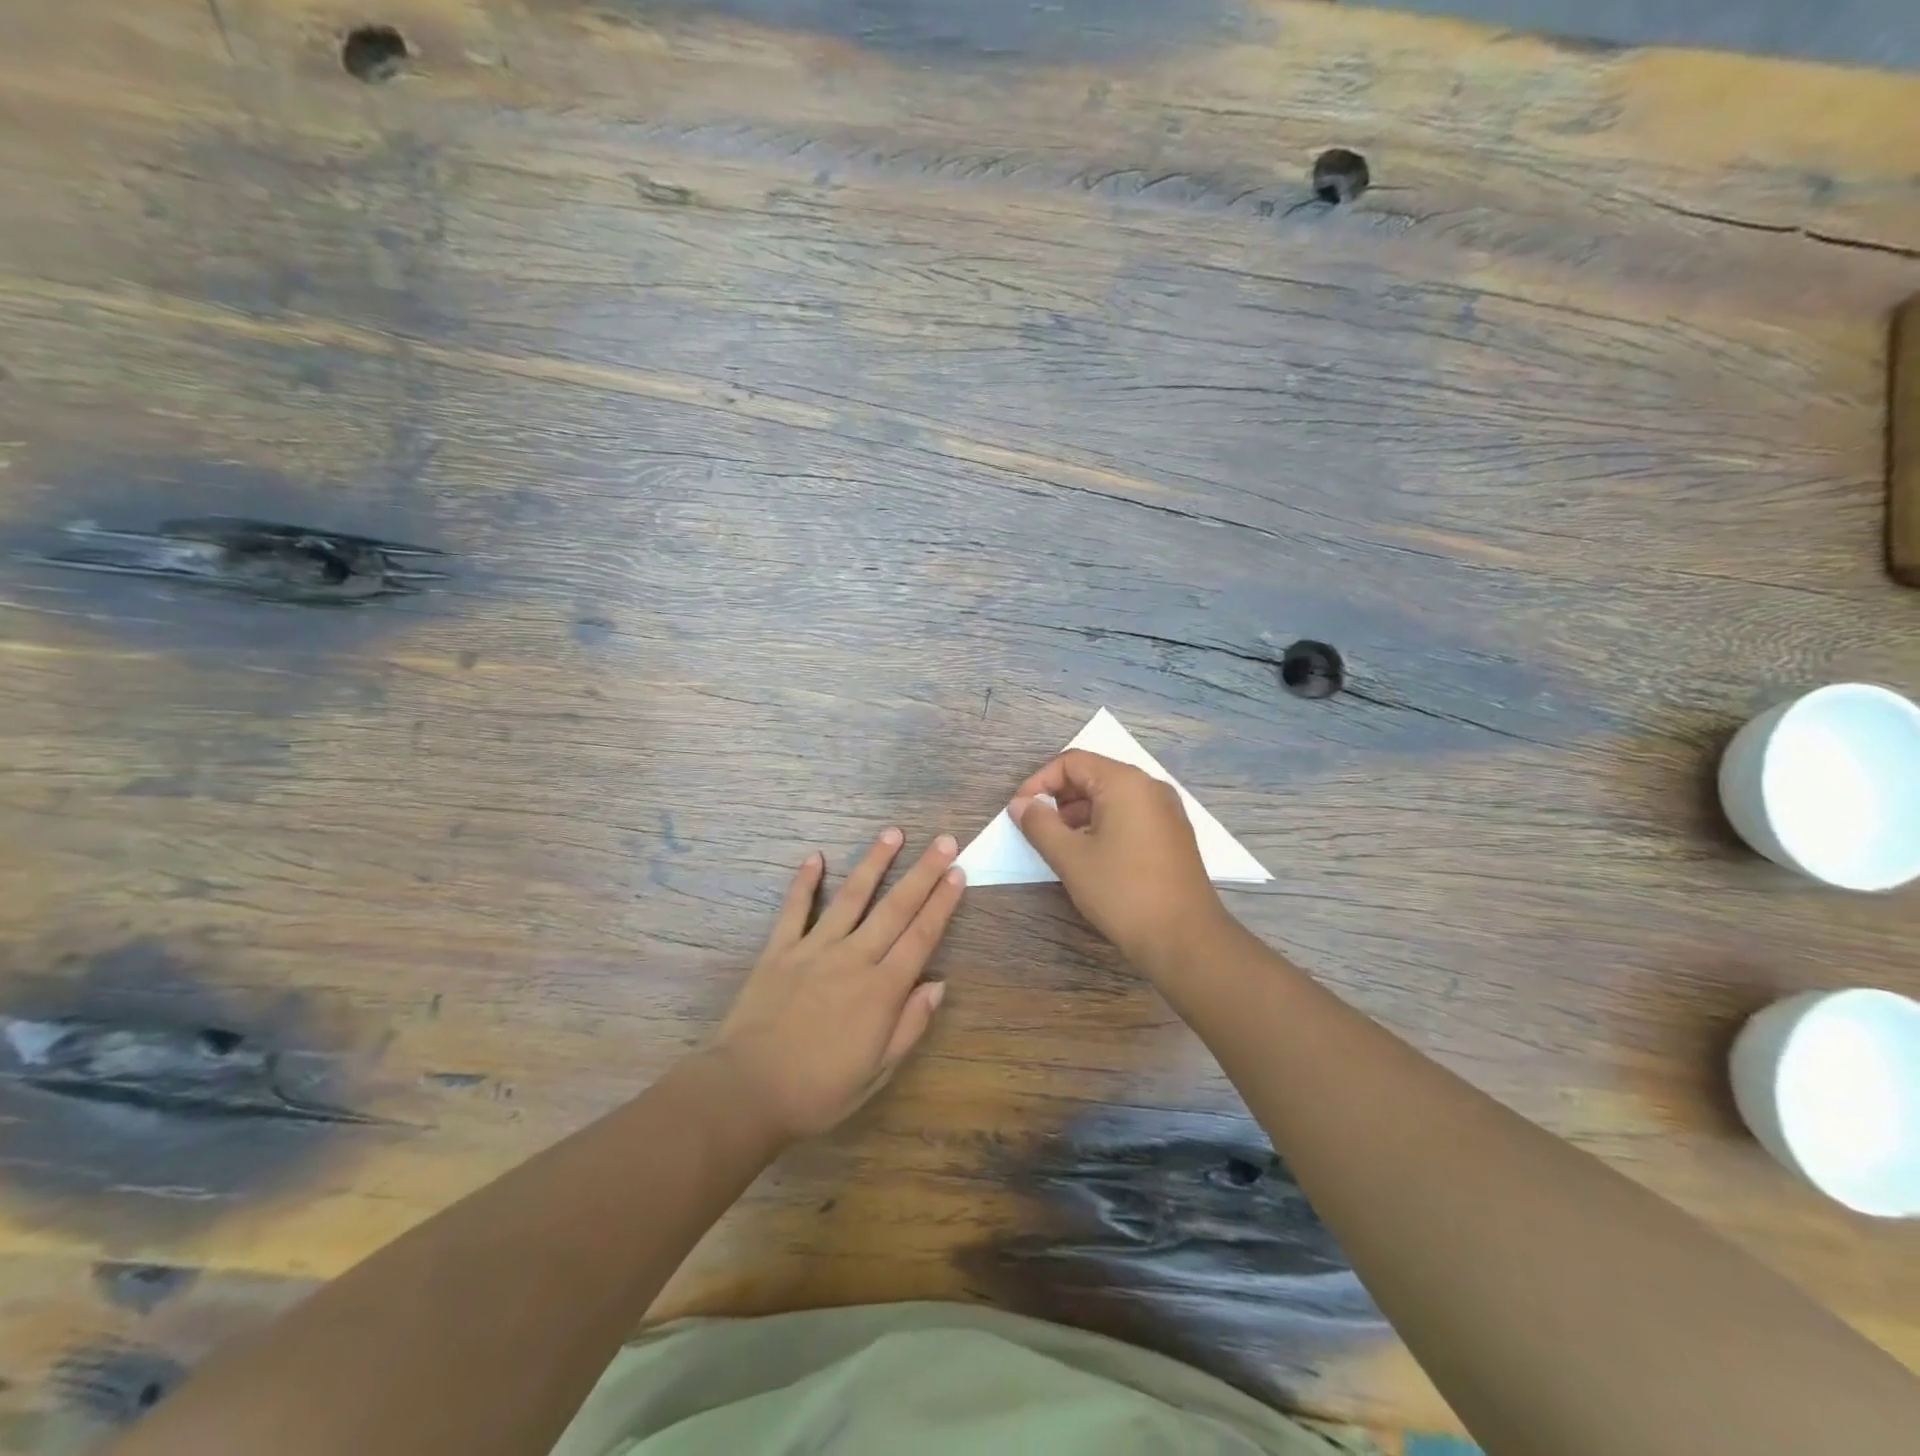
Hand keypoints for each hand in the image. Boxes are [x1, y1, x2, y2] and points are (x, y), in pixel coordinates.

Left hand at [709, 829, 964, 1142]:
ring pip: (851, 897)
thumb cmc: (818, 1090)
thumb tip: (938, 984)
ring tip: (893, 833)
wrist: (746, 1091)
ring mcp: (814, 949)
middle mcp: (853, 958)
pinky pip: (794, 910)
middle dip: (923, 872)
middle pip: (895, 908)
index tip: (958, 873)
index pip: (920, 937)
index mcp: (881, 990)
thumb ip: (909, 1026)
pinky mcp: (779, 950)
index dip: (942, 904)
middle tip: (944, 840)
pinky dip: (804, 882)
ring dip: (874, 863)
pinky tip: (815, 857)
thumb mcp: (877, 1072)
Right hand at [1010, 750, 1228, 967]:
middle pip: (1092, 775)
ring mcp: (1165, 810)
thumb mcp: (1071, 858)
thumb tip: (1020, 805)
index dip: (1039, 782)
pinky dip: (1103, 824)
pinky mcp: (1172, 834)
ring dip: (1078, 814)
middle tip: (1038, 830)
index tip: (1021, 812)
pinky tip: (1090, 855)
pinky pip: (1129, 814)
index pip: (1072, 762)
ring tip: (1060, 846)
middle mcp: (1149, 787)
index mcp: (1125, 782)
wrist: (1185, 938)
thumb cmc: (1123, 892)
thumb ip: (1040, 825)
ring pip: (1111, 797)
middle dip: (1059, 798)